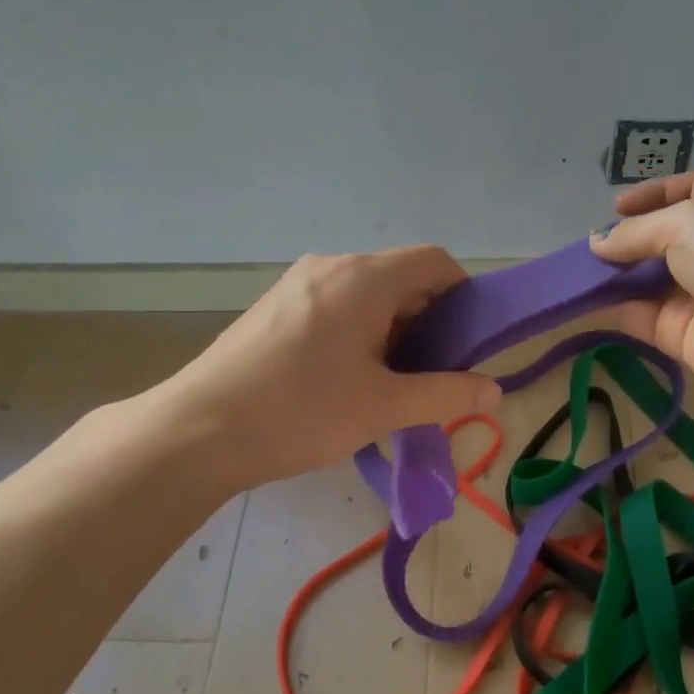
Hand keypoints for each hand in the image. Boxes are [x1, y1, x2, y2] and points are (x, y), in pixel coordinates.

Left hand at [169, 247, 501, 486]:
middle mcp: (330, 266)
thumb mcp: (383, 407)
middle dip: (430, 321)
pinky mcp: (275, 307)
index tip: (471, 342)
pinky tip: (349, 378)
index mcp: (363, 277)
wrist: (198, 431)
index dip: (464, 295)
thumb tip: (495, 392)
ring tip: (394, 382)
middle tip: (436, 373)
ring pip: (367, 294)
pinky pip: (336, 306)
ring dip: (394, 330)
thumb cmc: (300, 412)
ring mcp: (297, 285)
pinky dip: (360, 332)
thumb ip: (446, 395)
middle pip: (401, 277)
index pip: (435, 262)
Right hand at [591, 171, 693, 411]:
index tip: (616, 205)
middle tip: (588, 246)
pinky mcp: (678, 334)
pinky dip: (611, 309)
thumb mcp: (690, 223)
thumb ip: (639, 231)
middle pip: (658, 238)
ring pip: (642, 280)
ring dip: (610, 275)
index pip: (686, 191)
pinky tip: (583, 302)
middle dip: (624, 239)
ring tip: (574, 272)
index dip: (652, 193)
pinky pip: (638, 317)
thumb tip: (598, 242)